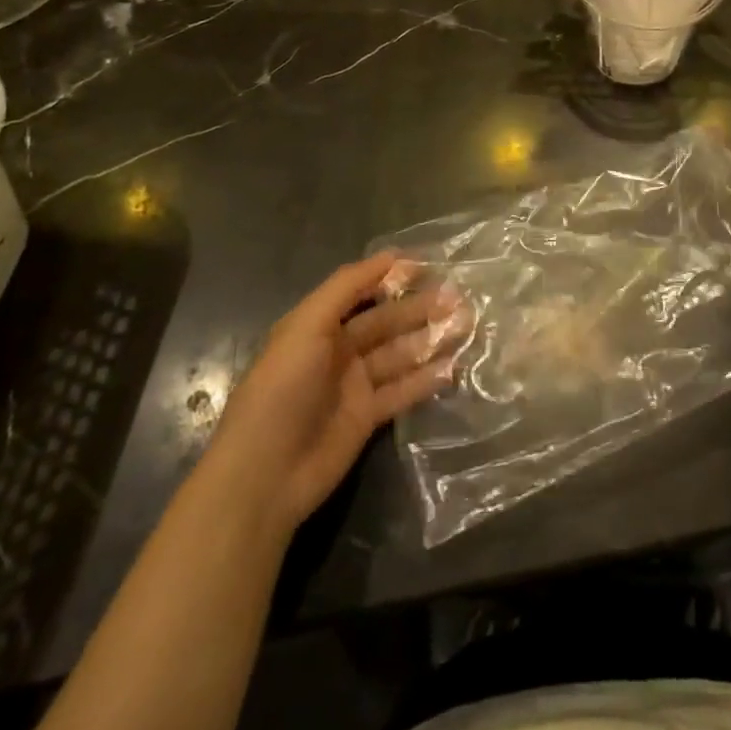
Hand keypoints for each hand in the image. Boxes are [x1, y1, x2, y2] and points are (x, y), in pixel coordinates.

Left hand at [212, 252, 466, 535]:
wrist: (265, 474)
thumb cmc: (282, 390)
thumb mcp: (306, 327)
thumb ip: (346, 287)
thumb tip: (391, 255)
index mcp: (318, 325)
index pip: (362, 290)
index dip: (392, 276)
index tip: (430, 266)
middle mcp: (338, 350)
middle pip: (387, 321)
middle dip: (420, 308)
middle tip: (459, 298)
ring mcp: (354, 385)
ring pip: (400, 354)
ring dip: (430, 340)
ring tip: (466, 327)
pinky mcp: (367, 417)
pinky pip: (402, 391)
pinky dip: (426, 379)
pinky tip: (454, 368)